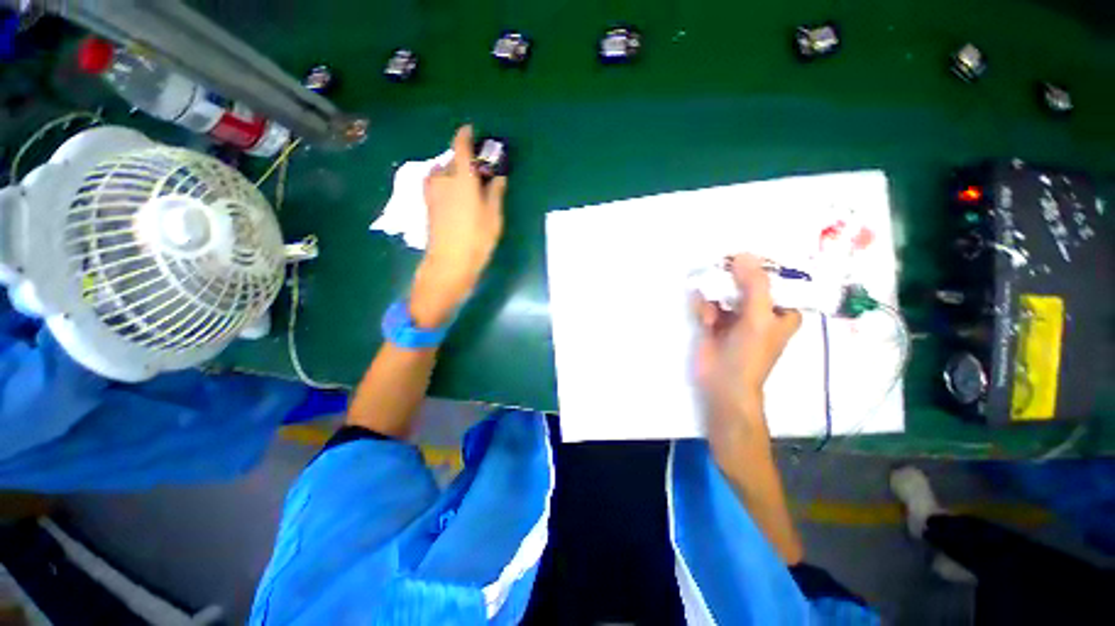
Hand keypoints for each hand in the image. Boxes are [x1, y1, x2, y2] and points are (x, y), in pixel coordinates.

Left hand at [411, 125, 507, 326]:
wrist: (449, 263)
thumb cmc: (476, 239)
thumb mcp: (493, 216)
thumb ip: (495, 192)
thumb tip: (498, 176)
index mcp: (461, 177)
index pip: (461, 146)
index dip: (465, 135)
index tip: (471, 130)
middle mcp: (442, 178)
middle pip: (453, 161)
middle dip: (465, 163)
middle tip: (480, 175)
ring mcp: (431, 190)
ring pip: (444, 173)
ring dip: (455, 175)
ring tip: (470, 190)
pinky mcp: (427, 203)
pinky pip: (438, 184)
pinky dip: (448, 185)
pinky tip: (458, 200)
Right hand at [694, 254, 801, 444]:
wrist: (722, 384)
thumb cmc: (750, 354)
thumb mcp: (759, 317)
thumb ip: (755, 285)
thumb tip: (743, 254)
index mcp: (781, 308)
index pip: (775, 277)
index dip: (760, 264)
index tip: (742, 256)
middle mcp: (759, 308)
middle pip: (745, 280)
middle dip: (731, 278)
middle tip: (720, 272)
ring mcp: (734, 314)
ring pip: (723, 290)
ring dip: (715, 296)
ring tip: (713, 314)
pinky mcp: (713, 320)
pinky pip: (707, 302)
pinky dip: (704, 307)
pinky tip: (706, 321)